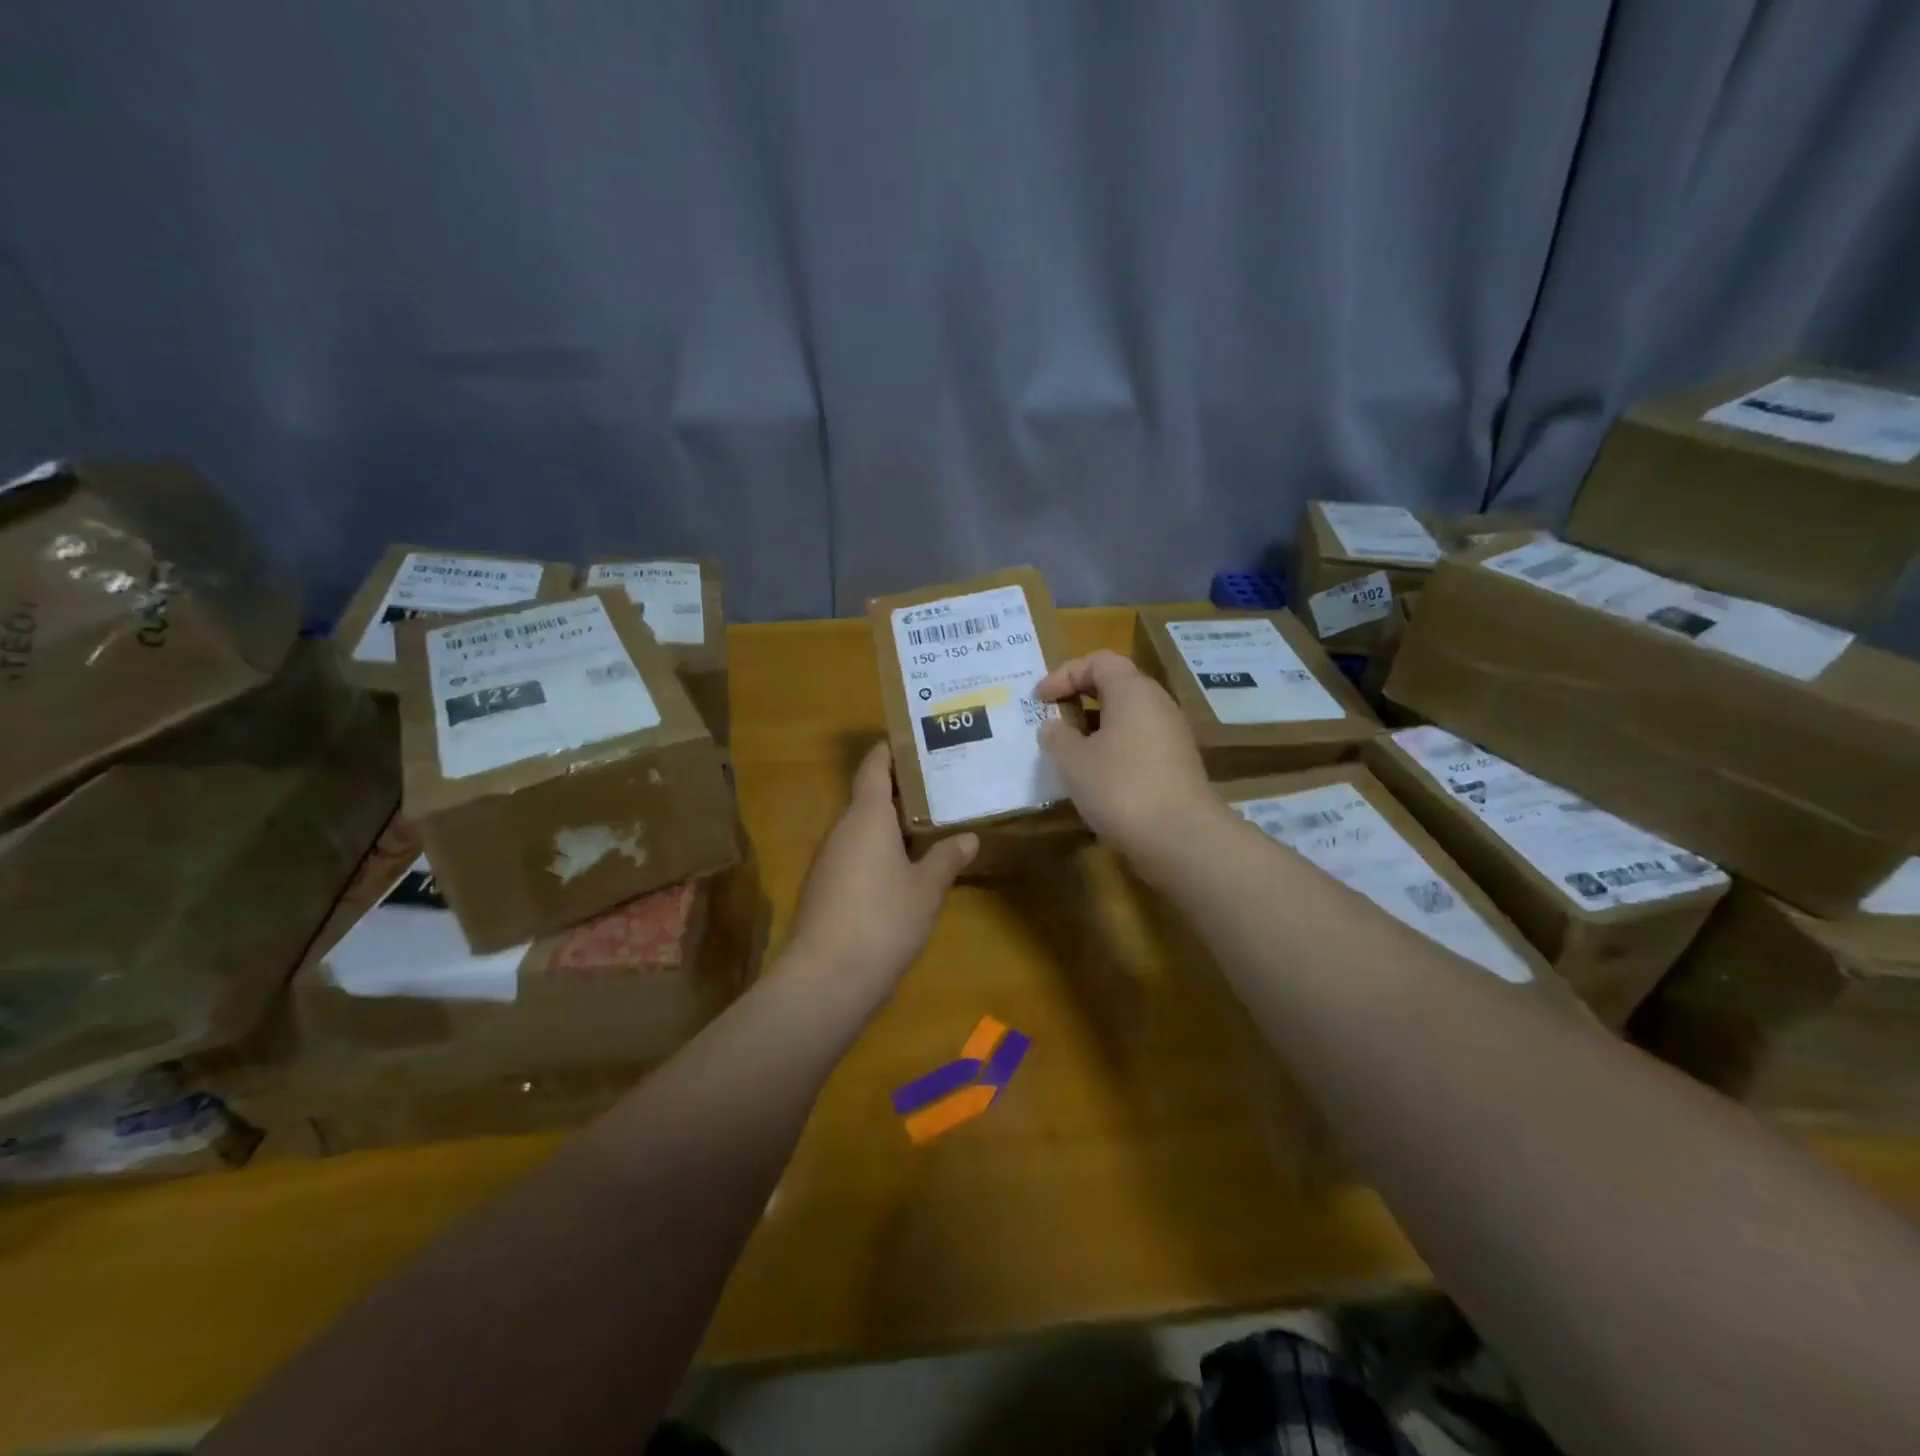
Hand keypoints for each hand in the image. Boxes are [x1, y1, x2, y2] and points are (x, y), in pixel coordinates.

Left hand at [783, 743, 976, 1003]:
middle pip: (869, 796)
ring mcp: (829, 859)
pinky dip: (879, 851)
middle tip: (940, 785)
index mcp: (866, 816)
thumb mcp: (927, 889)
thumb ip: (947, 858)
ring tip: (930, 824)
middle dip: (902, 790)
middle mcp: (842, 829)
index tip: (914, 739)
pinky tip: (903, 868)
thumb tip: (967, 837)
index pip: (874, 766)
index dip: (890, 749)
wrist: (826, 979)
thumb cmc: (883, 920)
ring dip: (891, 824)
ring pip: (862, 828)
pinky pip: (855, 854)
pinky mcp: (824, 888)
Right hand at [1036, 650, 1225, 867]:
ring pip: (1128, 717)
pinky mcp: (1177, 765)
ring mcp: (1172, 735)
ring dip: (1096, 728)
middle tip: (1053, 721)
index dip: (1064, 674)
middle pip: (1116, 685)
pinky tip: (1096, 777)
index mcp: (1132, 691)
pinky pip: (1139, 743)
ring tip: (1070, 752)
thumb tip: (1054, 726)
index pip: (1098, 661)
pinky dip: (1113, 749)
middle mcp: (1157, 704)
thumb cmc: (1120, 788)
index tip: (1040, 700)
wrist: (1180, 838)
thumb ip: (1057, 736)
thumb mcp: (1073, 761)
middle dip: (1080, 699)